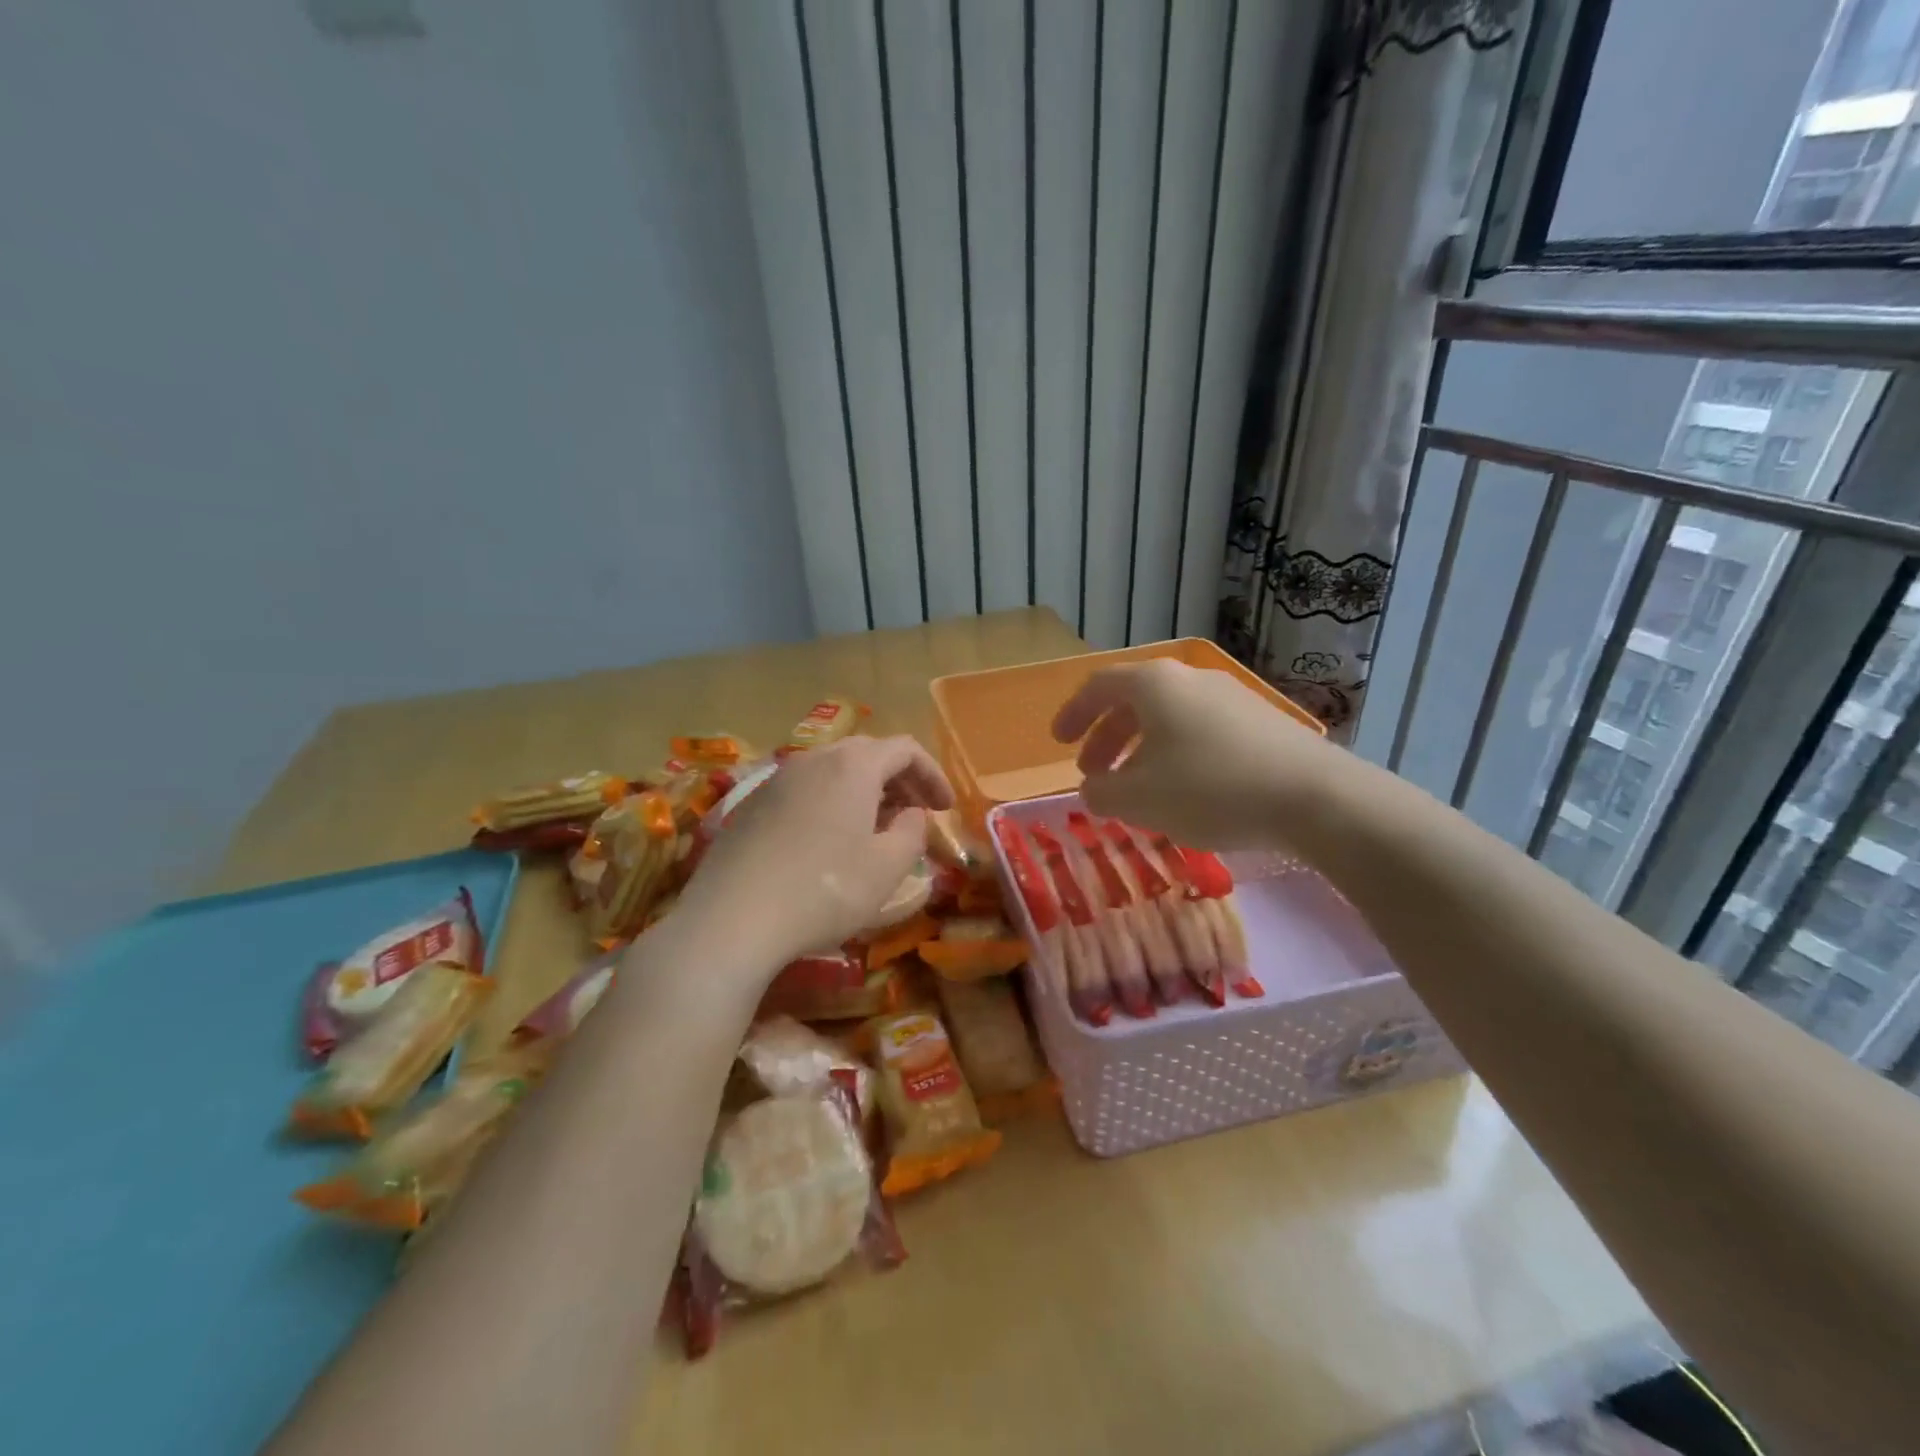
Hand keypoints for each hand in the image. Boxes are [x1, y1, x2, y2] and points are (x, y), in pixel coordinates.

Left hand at [674, 736, 952, 975]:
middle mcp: (814, 759)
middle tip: (916, 813)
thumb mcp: (887, 867)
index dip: (933, 775)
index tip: (946, 808)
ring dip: (864, 791)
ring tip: (876, 828)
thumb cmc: (823, 890)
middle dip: (900, 779)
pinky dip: (832, 803)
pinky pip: (806, 790)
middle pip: (868, 753)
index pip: (905, 749)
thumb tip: (911, 814)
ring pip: (833, 771)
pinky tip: (830, 841)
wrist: (731, 919)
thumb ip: (912, 832)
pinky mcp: (752, 805)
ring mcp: (778, 780)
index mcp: (853, 765)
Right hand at [1051, 660, 1340, 847]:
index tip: (1058, 742)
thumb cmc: (1210, 789)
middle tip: (1094, 774)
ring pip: (1168, 718)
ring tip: (1136, 788)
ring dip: (1141, 749)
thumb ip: (1101, 793)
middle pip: (1133, 701)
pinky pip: (1200, 730)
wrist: (1314, 797)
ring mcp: (1230, 697)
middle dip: (1106, 738)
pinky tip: (1184, 790)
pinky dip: (1175, 754)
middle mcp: (1190, 679)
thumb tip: (1093, 788)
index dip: (1073, 714)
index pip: (1098, 687)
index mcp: (1154, 685)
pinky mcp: (1260, 721)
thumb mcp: (1138, 799)